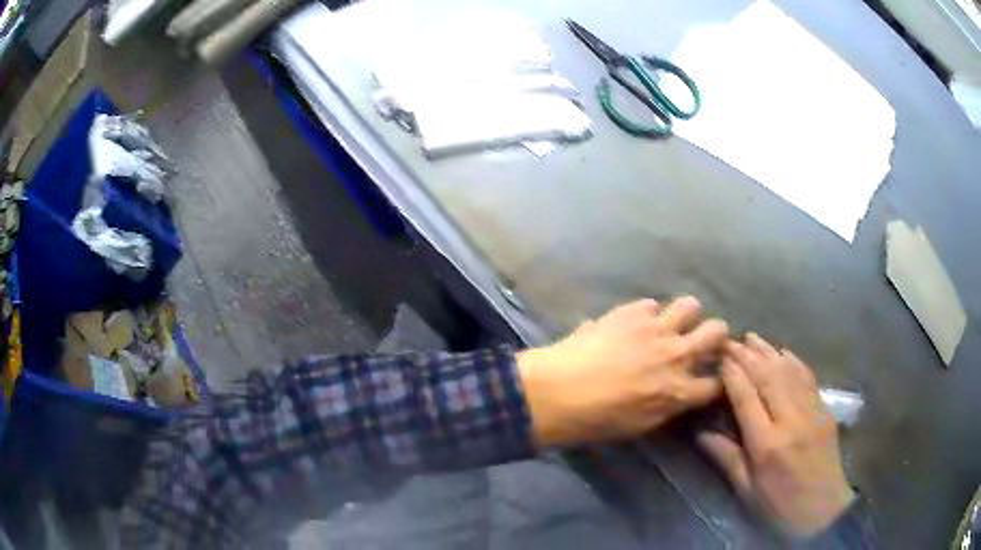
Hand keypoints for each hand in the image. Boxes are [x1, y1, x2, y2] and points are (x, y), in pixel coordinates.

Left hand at [517, 297, 727, 448]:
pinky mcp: (632, 312)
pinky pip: (652, 303)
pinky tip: (634, 323)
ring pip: (691, 305)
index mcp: (680, 391)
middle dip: (716, 334)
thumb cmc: (597, 420)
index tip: (712, 375)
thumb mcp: (641, 424)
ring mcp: (656, 328)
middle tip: (702, 340)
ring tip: (673, 323)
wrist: (559, 391)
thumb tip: (676, 391)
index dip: (717, 379)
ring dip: (687, 314)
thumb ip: (667, 404)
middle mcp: (677, 355)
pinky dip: (647, 313)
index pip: (717, 382)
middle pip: (717, 331)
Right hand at [698, 334, 854, 536]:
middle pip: (767, 377)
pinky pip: (808, 377)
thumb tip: (700, 434)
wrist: (822, 509)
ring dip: (768, 351)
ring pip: (788, 372)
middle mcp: (790, 420)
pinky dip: (794, 360)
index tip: (719, 357)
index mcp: (767, 445)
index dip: (732, 374)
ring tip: (752, 337)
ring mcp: (811, 411)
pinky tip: (783, 351)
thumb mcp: (747, 490)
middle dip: (747, 355)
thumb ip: (726, 458)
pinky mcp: (824, 409)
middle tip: (730, 339)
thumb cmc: (778, 505)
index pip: (746, 398)